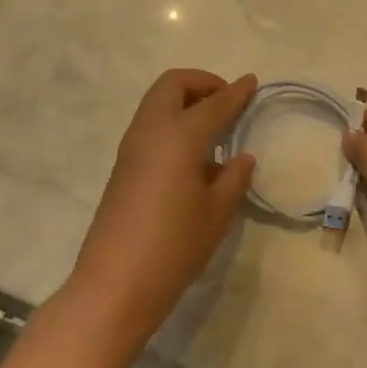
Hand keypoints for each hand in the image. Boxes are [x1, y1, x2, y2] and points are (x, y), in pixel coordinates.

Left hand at [64, 69, 256, 344]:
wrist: (114, 286)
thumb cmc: (174, 246)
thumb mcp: (217, 213)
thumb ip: (234, 178)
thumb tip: (242, 157)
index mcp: (179, 135)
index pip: (214, 103)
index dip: (236, 92)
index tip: (252, 81)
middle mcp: (152, 130)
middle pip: (173, 85)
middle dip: (202, 83)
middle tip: (226, 103)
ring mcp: (132, 147)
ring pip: (158, 102)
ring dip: (184, 102)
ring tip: (212, 129)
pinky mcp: (122, 167)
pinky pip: (150, 125)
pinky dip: (172, 122)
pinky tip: (192, 155)